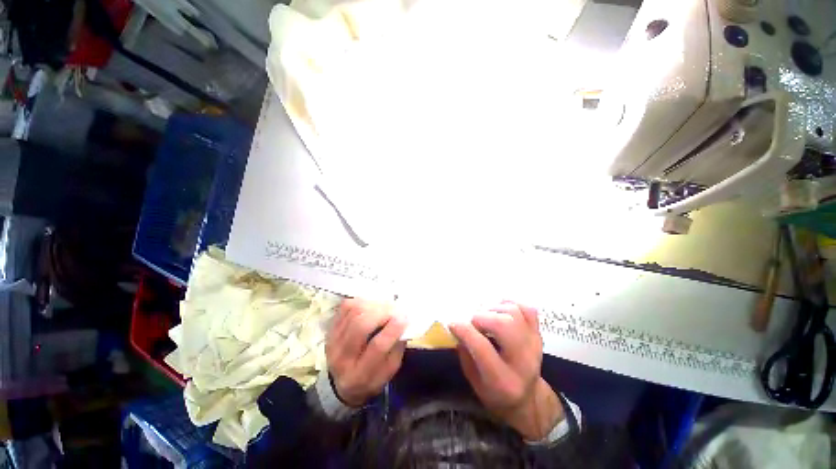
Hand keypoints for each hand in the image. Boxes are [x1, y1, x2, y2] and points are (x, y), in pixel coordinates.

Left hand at [326, 298, 406, 406]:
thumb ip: (397, 348)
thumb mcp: (389, 370)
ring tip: (386, 306)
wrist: (341, 383)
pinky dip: (362, 302)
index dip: (392, 329)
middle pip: (361, 326)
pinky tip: (372, 306)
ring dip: (374, 305)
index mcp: (360, 374)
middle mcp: (342, 357)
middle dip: (382, 313)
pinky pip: (346, 307)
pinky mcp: (331, 328)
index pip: (377, 347)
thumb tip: (404, 323)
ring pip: (354, 312)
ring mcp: (333, 340)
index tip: (404, 317)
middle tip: (395, 309)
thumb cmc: (371, 376)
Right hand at [449, 302, 562, 440]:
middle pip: (503, 324)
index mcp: (503, 381)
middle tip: (473, 322)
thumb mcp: (474, 382)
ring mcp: (534, 344)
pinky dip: (510, 304)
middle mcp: (523, 361)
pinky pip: (527, 308)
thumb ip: (465, 354)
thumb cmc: (495, 391)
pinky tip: (499, 311)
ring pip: (513, 312)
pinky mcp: (538, 333)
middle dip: (481, 317)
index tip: (452, 323)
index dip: (464, 330)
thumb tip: (458, 327)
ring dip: (493, 309)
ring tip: (485, 317)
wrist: (527, 399)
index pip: (482, 347)